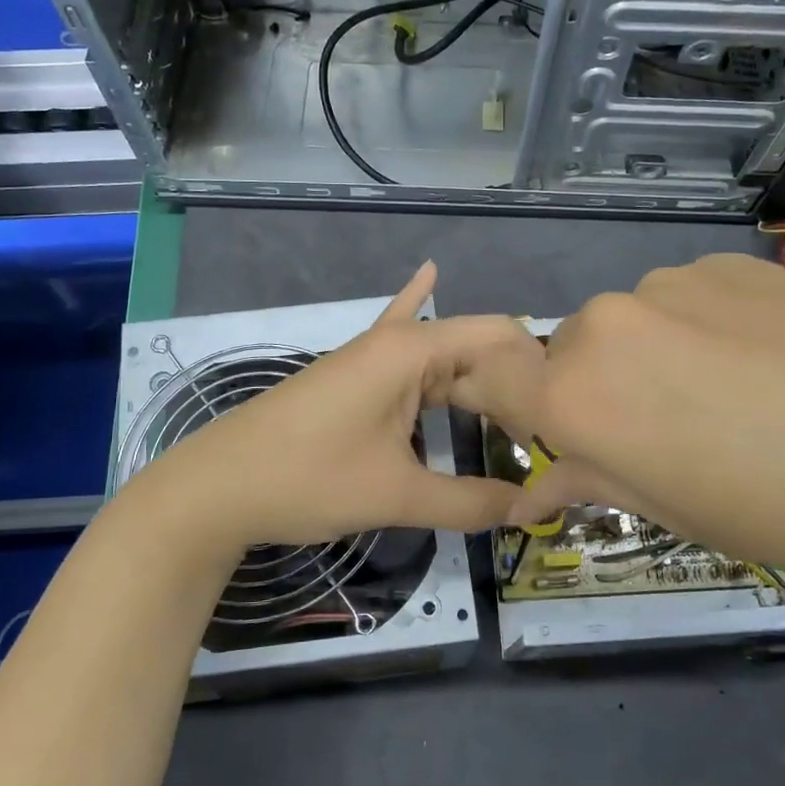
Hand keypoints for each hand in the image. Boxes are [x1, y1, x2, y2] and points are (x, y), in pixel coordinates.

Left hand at [122, 261, 535, 559]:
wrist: (217, 486)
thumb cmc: (308, 479)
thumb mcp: (395, 494)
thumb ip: (467, 502)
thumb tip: (528, 511)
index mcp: (411, 352)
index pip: (495, 337)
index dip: (535, 370)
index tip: (566, 413)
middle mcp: (394, 343)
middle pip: (472, 348)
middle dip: (512, 381)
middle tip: (554, 426)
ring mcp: (370, 358)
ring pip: (441, 356)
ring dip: (478, 377)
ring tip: (525, 402)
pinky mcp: (353, 377)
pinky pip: (401, 347)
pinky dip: (418, 314)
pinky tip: (427, 274)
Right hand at [465, 252, 784, 586]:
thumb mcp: (676, 512)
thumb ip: (590, 480)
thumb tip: (534, 490)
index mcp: (577, 394)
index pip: (493, 379)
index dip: (500, 401)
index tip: (534, 428)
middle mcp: (605, 322)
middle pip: (569, 353)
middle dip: (597, 392)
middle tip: (668, 438)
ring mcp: (669, 282)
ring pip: (631, 325)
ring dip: (653, 359)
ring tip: (736, 400)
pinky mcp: (728, 261)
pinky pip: (686, 300)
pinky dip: (703, 330)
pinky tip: (772, 363)